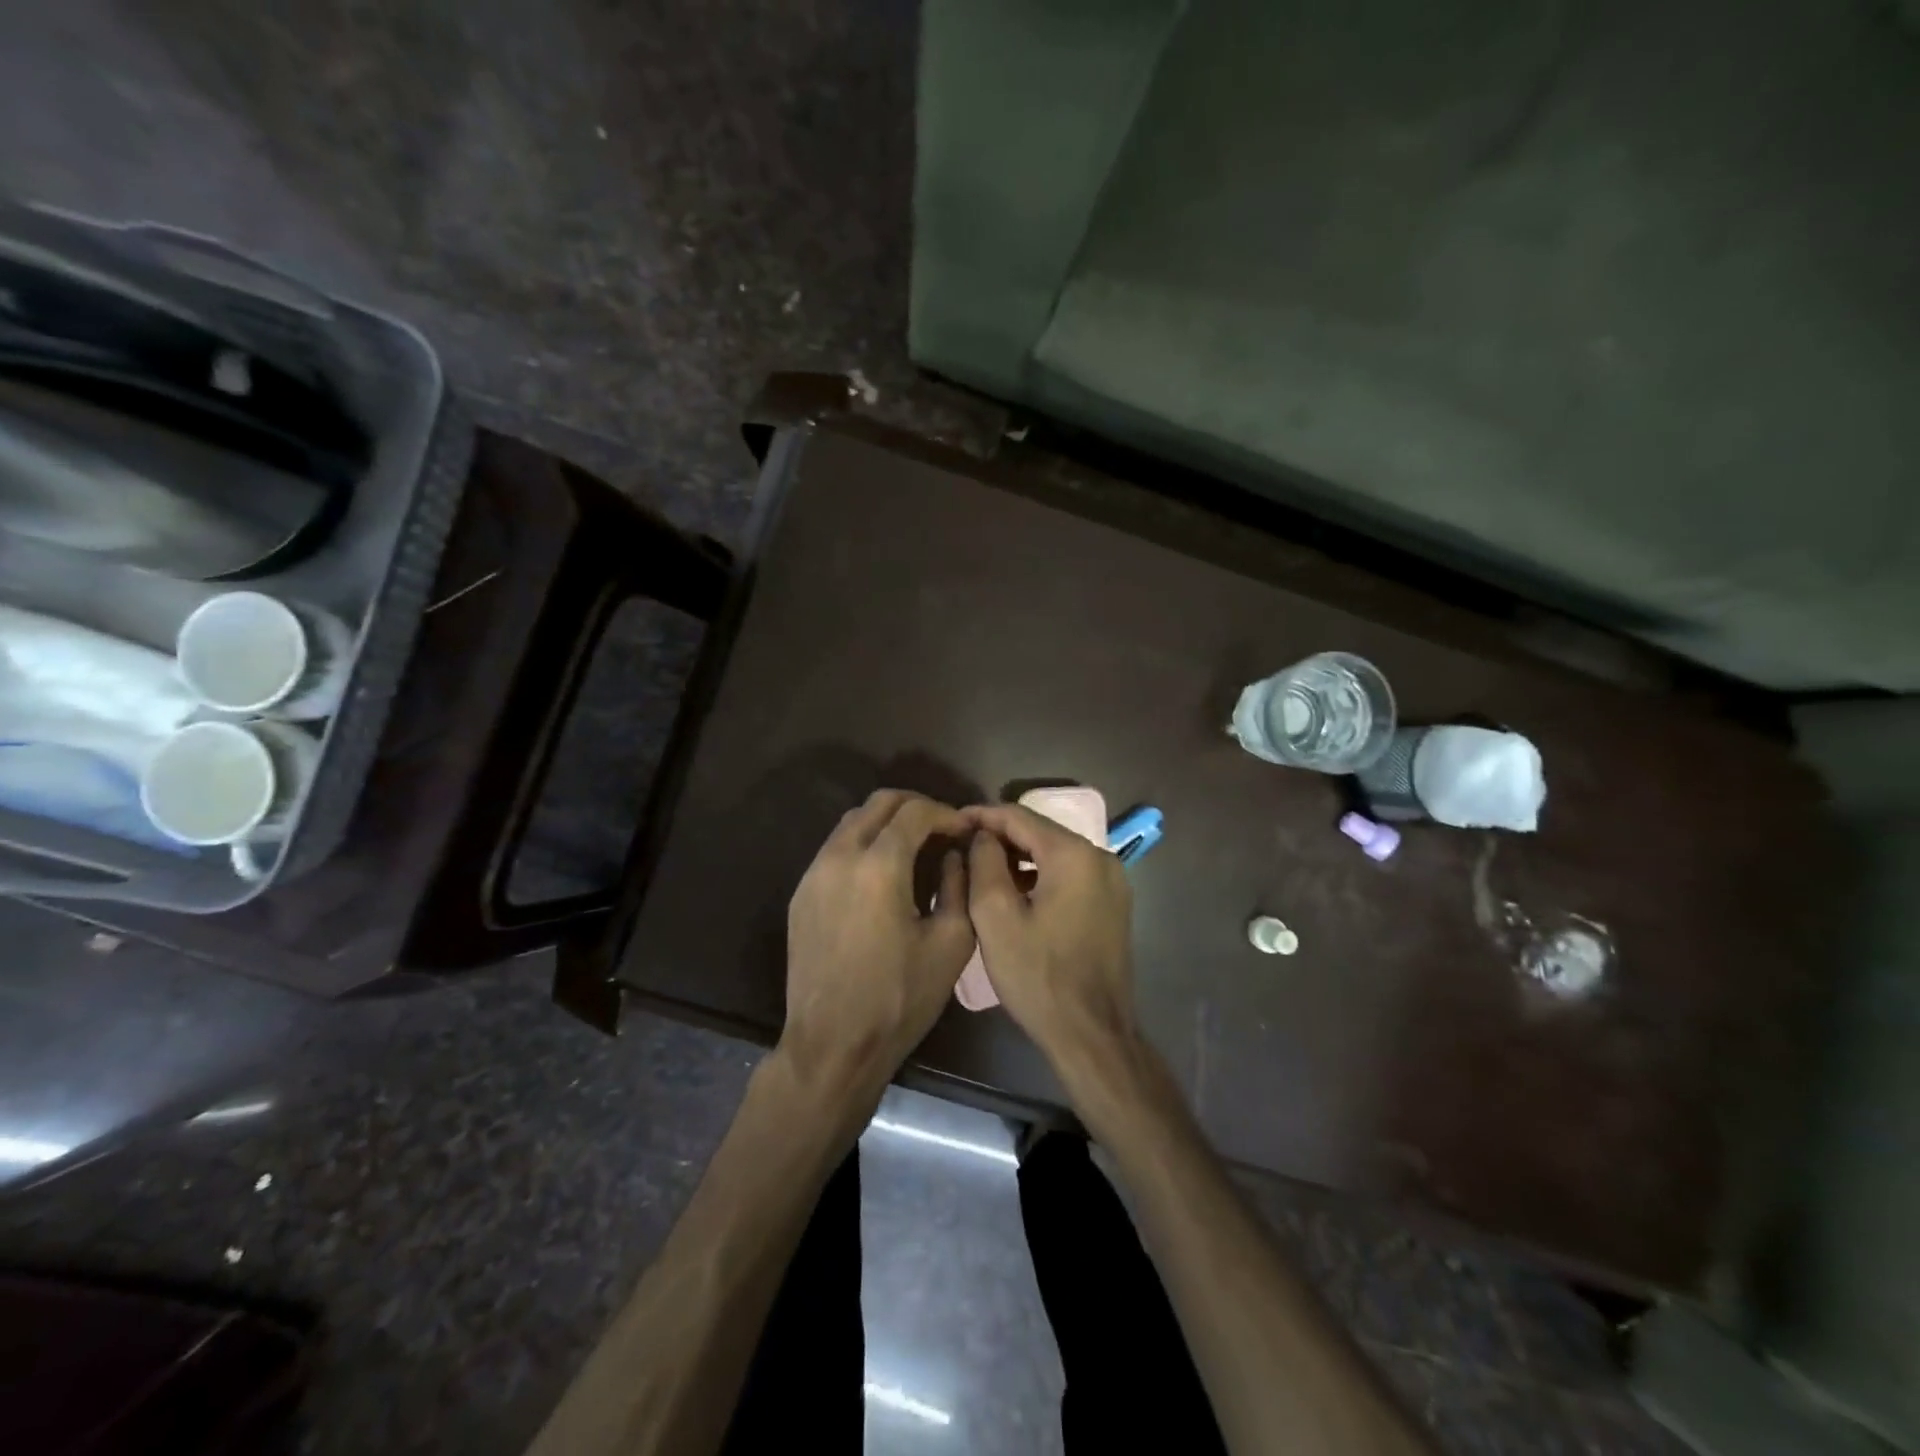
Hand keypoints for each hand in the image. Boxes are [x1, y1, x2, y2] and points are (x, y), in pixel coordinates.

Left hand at [779, 790, 975, 1107]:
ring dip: (886, 823)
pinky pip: (834, 849)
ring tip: (915, 847)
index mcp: (879, 866)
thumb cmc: (899, 998)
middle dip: (916, 806)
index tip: (965, 830)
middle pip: (879, 803)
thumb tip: (955, 854)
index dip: (946, 813)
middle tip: (942, 829)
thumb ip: (959, 885)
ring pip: (852, 822)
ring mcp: (813, 874)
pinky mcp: (801, 894)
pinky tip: (882, 874)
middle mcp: (840, 856)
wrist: (832, 1045)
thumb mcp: (951, 943)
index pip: (915, 811)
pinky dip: (863, 844)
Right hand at [963, 803, 1138, 1070]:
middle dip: (1000, 836)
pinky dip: (1040, 875)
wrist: (1091, 1033)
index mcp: (1074, 854)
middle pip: (1040, 832)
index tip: (952, 822)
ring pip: (1055, 854)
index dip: (982, 815)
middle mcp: (1100, 858)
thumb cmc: (1038, 975)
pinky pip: (1069, 875)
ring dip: (1019, 857)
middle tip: (962, 845)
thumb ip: (984, 863)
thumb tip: (983, 836)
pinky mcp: (1112, 905)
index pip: (1019, 816)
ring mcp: (1112, 882)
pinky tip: (1014, 892)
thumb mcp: (995, 917)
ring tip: (981, 867)